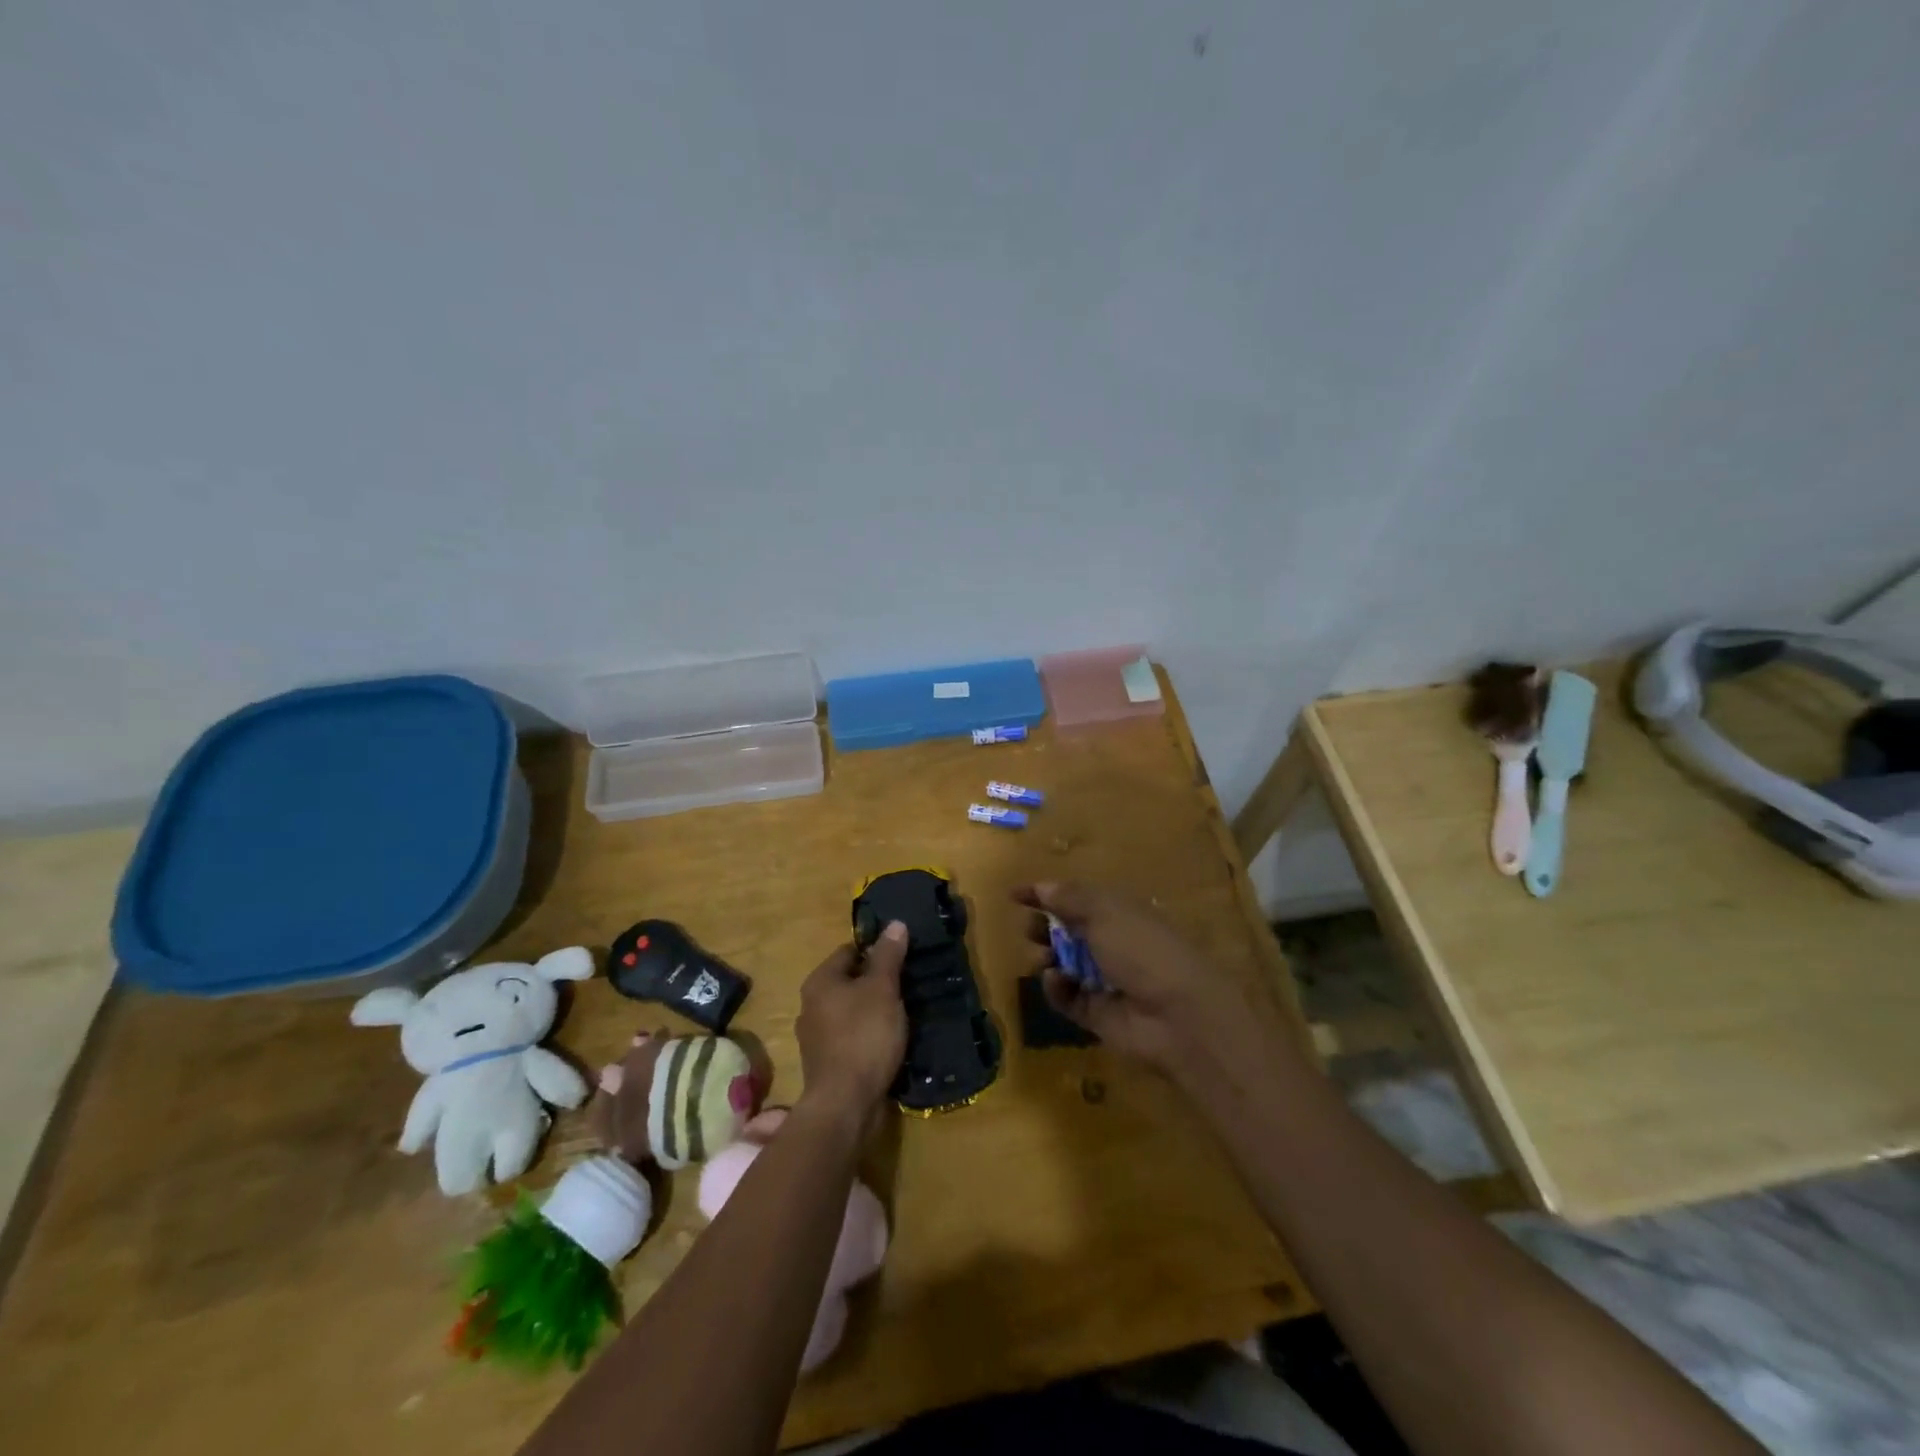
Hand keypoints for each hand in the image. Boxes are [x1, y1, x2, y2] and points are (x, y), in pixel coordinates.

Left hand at [795, 922, 908, 1124]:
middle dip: (875, 983)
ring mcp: (815, 1037)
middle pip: (848, 981)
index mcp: (819, 981)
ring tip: (900, 1016)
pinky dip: (867, 1036)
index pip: (849, 951)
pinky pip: (849, 1037)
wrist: (845, 1103)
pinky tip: (887, 1043)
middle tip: (905, 987)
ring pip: (849, 1011)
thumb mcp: (882, 989)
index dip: (876, 952)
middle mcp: (810, 1005)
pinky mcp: (825, 1063)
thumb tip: (895, 924)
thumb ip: (888, 956)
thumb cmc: (864, 1036)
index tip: (902, 960)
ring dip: (872, 1011)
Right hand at [1015, 882, 1291, 1081]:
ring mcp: (1105, 980)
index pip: (1077, 897)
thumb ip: (1068, 897)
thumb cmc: (1142, 949)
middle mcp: (1112, 943)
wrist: (1178, 1016)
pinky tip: (1055, 981)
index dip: (1047, 894)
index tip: (1015, 896)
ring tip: (1042, 957)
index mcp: (1119, 912)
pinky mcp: (1097, 1014)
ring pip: (1064, 965)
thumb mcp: (1104, 911)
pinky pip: (1067, 997)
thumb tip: (1042, 886)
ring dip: (1048, 957)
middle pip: (1069, 931)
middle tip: (1029, 929)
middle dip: (1045, 927)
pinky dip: (1057, 989)